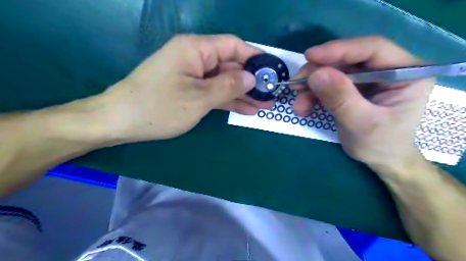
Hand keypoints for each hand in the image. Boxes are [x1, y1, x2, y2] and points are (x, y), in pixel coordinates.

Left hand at [96, 34, 271, 143]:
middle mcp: (195, 57)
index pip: (233, 45)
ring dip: (243, 93)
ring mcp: (192, 75)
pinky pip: (213, 92)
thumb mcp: (199, 98)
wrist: (120, 122)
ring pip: (223, 81)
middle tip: (271, 95)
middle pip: (230, 65)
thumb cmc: (159, 107)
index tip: (272, 70)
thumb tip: (251, 77)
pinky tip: (246, 109)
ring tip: (264, 105)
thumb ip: (228, 86)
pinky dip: (228, 100)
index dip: (254, 57)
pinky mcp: (189, 89)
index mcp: (196, 49)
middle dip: (251, 80)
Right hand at [292, 37, 435, 174]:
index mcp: (407, 72)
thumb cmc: (381, 145)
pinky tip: (304, 107)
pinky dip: (313, 94)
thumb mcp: (361, 124)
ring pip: (333, 72)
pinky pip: (328, 84)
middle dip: (318, 72)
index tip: (310, 56)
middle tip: (296, 84)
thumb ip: (340, 98)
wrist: (380, 159)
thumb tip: (315, 74)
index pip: (373, 49)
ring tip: (299, 105)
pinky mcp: (353, 88)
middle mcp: (388, 69)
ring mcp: (368, 78)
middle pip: (348, 60)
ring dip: (311, 86)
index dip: (339, 50)